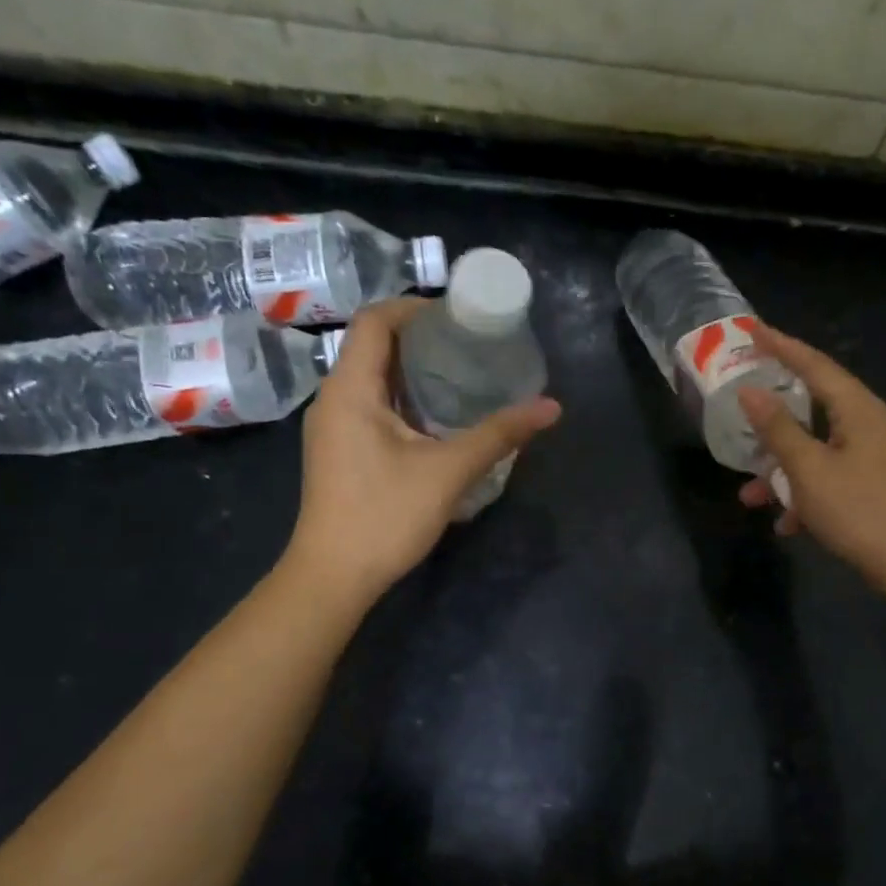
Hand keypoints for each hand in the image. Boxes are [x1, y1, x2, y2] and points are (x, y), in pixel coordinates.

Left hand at [282, 298, 561, 604]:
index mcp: (351, 389)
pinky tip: (440, 419)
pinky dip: (405, 399)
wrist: (333, 577)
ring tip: (464, 377)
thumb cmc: (384, 516)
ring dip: (415, 372)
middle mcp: (334, 398)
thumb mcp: (449, 471)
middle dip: (423, 340)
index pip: (376, 321)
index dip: (417, 309)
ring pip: (373, 379)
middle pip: (374, 346)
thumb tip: (551, 407)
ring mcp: (334, 427)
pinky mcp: (340, 451)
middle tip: (473, 346)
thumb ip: (500, 435)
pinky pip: (372, 406)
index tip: (461, 318)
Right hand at [737, 323, 885, 587]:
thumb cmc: (857, 509)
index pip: (815, 365)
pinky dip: (804, 493)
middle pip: (814, 406)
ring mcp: (872, 457)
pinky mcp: (871, 485)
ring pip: (816, 449)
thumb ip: (777, 429)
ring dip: (782, 470)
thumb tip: (749, 393)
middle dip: (773, 417)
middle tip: (742, 401)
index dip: (782, 346)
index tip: (753, 330)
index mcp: (858, 409)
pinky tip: (786, 524)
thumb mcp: (808, 468)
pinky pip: (828, 477)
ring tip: (749, 493)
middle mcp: (868, 424)